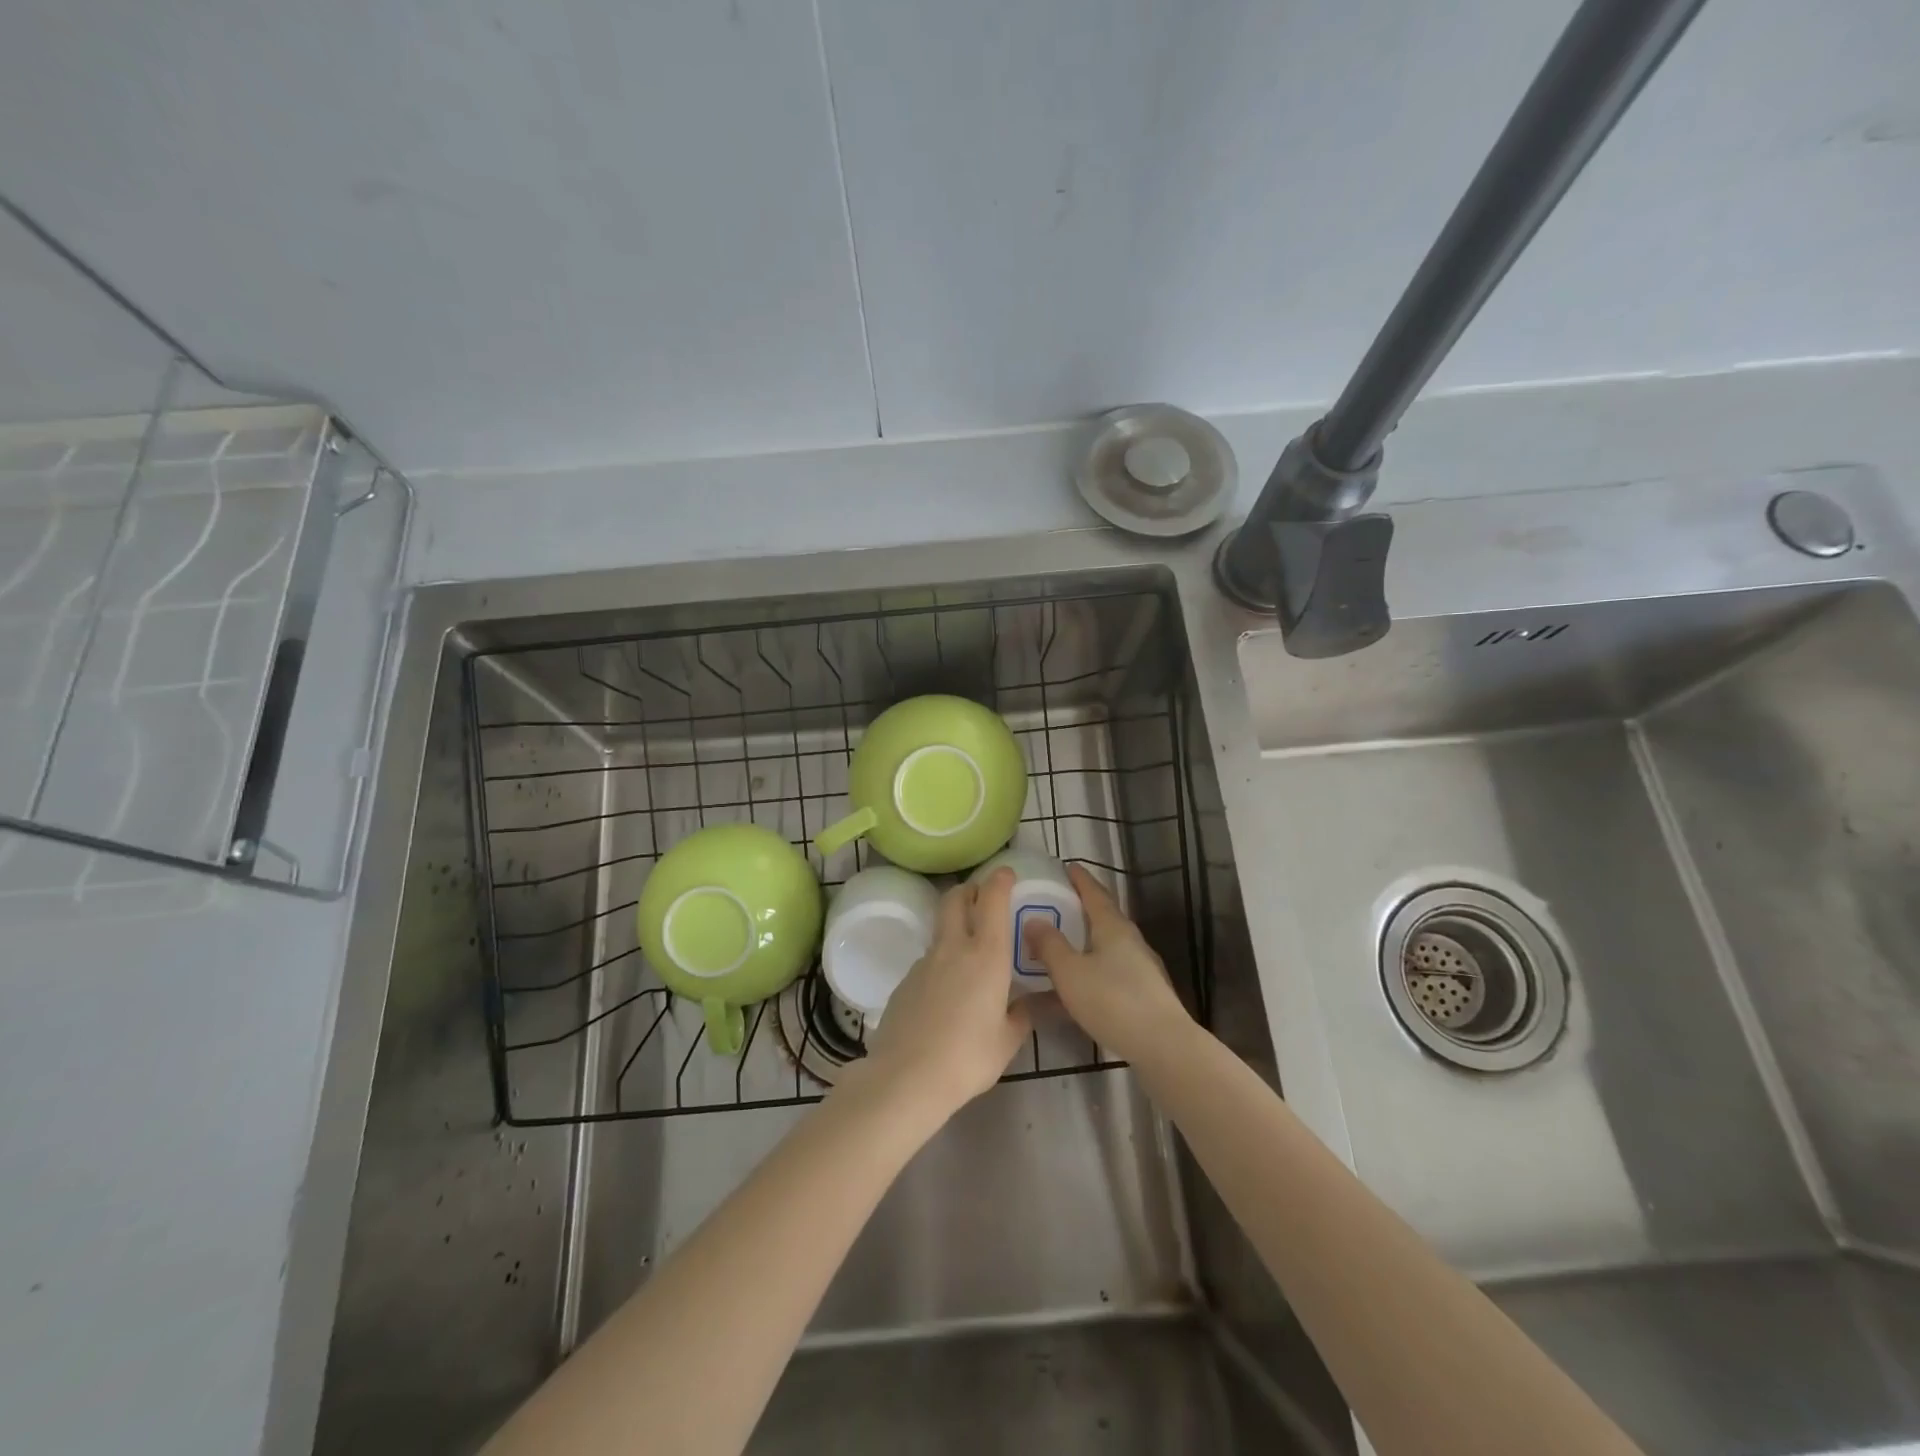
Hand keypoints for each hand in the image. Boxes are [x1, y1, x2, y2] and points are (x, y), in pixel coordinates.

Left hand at [856, 868, 1032, 1116]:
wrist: (906, 1076)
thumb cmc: (968, 1057)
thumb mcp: (1007, 1041)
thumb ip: (1022, 1016)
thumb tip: (1033, 1004)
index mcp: (986, 955)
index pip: (992, 900)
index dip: (1000, 880)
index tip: (1006, 873)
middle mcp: (954, 948)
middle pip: (955, 899)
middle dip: (970, 890)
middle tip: (982, 897)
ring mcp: (924, 962)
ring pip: (941, 929)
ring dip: (955, 926)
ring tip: (969, 952)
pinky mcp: (904, 981)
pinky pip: (928, 959)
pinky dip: (941, 960)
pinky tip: (946, 991)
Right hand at [1025, 864, 1189, 1060]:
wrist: (1163, 1046)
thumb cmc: (1112, 1001)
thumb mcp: (1070, 972)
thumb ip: (1049, 945)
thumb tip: (1034, 920)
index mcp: (1113, 927)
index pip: (1094, 892)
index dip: (1079, 879)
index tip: (1066, 867)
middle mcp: (1130, 940)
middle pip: (1103, 916)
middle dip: (1081, 909)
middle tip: (1056, 904)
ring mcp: (1141, 968)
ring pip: (1107, 945)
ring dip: (1085, 941)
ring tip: (1062, 944)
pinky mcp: (1145, 993)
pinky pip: (1111, 970)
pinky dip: (1092, 969)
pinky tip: (1078, 986)